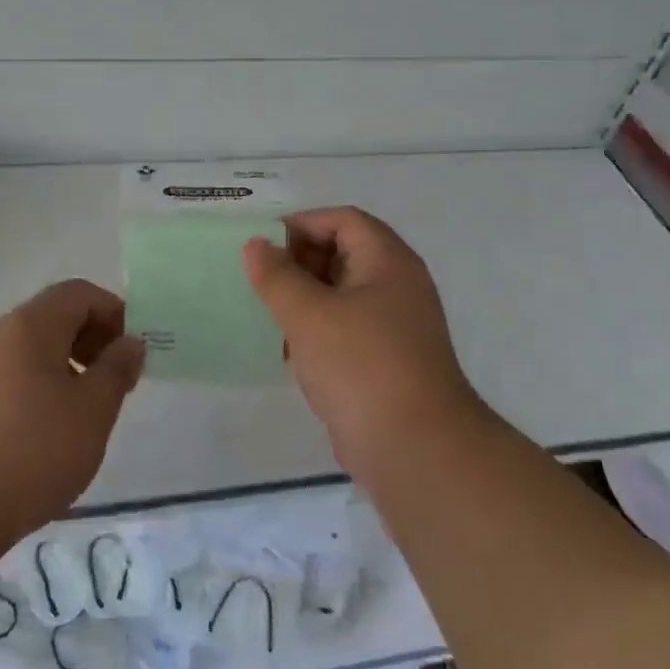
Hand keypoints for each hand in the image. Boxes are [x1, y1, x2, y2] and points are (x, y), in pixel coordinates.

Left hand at [0, 279, 145, 538]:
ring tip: (83, 413)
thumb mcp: (93, 410)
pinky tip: (45, 431)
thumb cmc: (32, 450)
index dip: (114, 313)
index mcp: (31, 325)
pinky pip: (10, 376)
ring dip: (66, 367)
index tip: (131, 354)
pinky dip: (38, 387)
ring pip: (31, 349)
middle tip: (114, 384)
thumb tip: (130, 342)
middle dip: (92, 341)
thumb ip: (117, 368)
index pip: (79, 293)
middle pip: (54, 317)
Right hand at [244, 207, 484, 480]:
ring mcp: (392, 326)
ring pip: (341, 295)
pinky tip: (284, 347)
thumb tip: (255, 245)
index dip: (301, 224)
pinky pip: (344, 330)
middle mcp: (396, 286)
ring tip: (263, 310)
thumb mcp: (310, 315)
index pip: (343, 221)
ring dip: (303, 298)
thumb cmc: (361, 366)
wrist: (413, 447)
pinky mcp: (383, 361)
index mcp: (388, 262)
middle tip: (258, 279)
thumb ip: (278, 276)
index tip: (261, 244)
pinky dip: (315, 330)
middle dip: (298, 262)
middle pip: (343, 254)